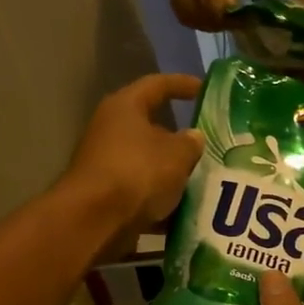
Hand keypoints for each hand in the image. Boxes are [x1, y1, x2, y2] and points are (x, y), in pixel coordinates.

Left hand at [61, 74, 204, 249]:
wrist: (95, 220)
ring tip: (203, 181)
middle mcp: (111, 130)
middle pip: (151, 128)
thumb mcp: (177, 154)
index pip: (157, 85)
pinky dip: (161, 198)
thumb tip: (193, 137)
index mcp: (125, 107)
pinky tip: (185, 211)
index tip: (204, 89)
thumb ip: (190, 143)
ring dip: (172, 172)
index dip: (182, 84)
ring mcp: (106, 164)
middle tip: (209, 145)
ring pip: (148, 162)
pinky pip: (142, 191)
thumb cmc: (138, 172)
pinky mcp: (107, 194)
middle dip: (179, 139)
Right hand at [166, 0, 248, 30]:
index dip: (215, 4)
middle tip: (233, 23)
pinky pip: (183, 13)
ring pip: (183, 13)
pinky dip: (200, 21)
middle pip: (186, 5)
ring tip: (227, 23)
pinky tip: (217, 19)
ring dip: (206, 24)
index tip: (234, 16)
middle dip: (211, 19)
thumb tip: (228, 7)